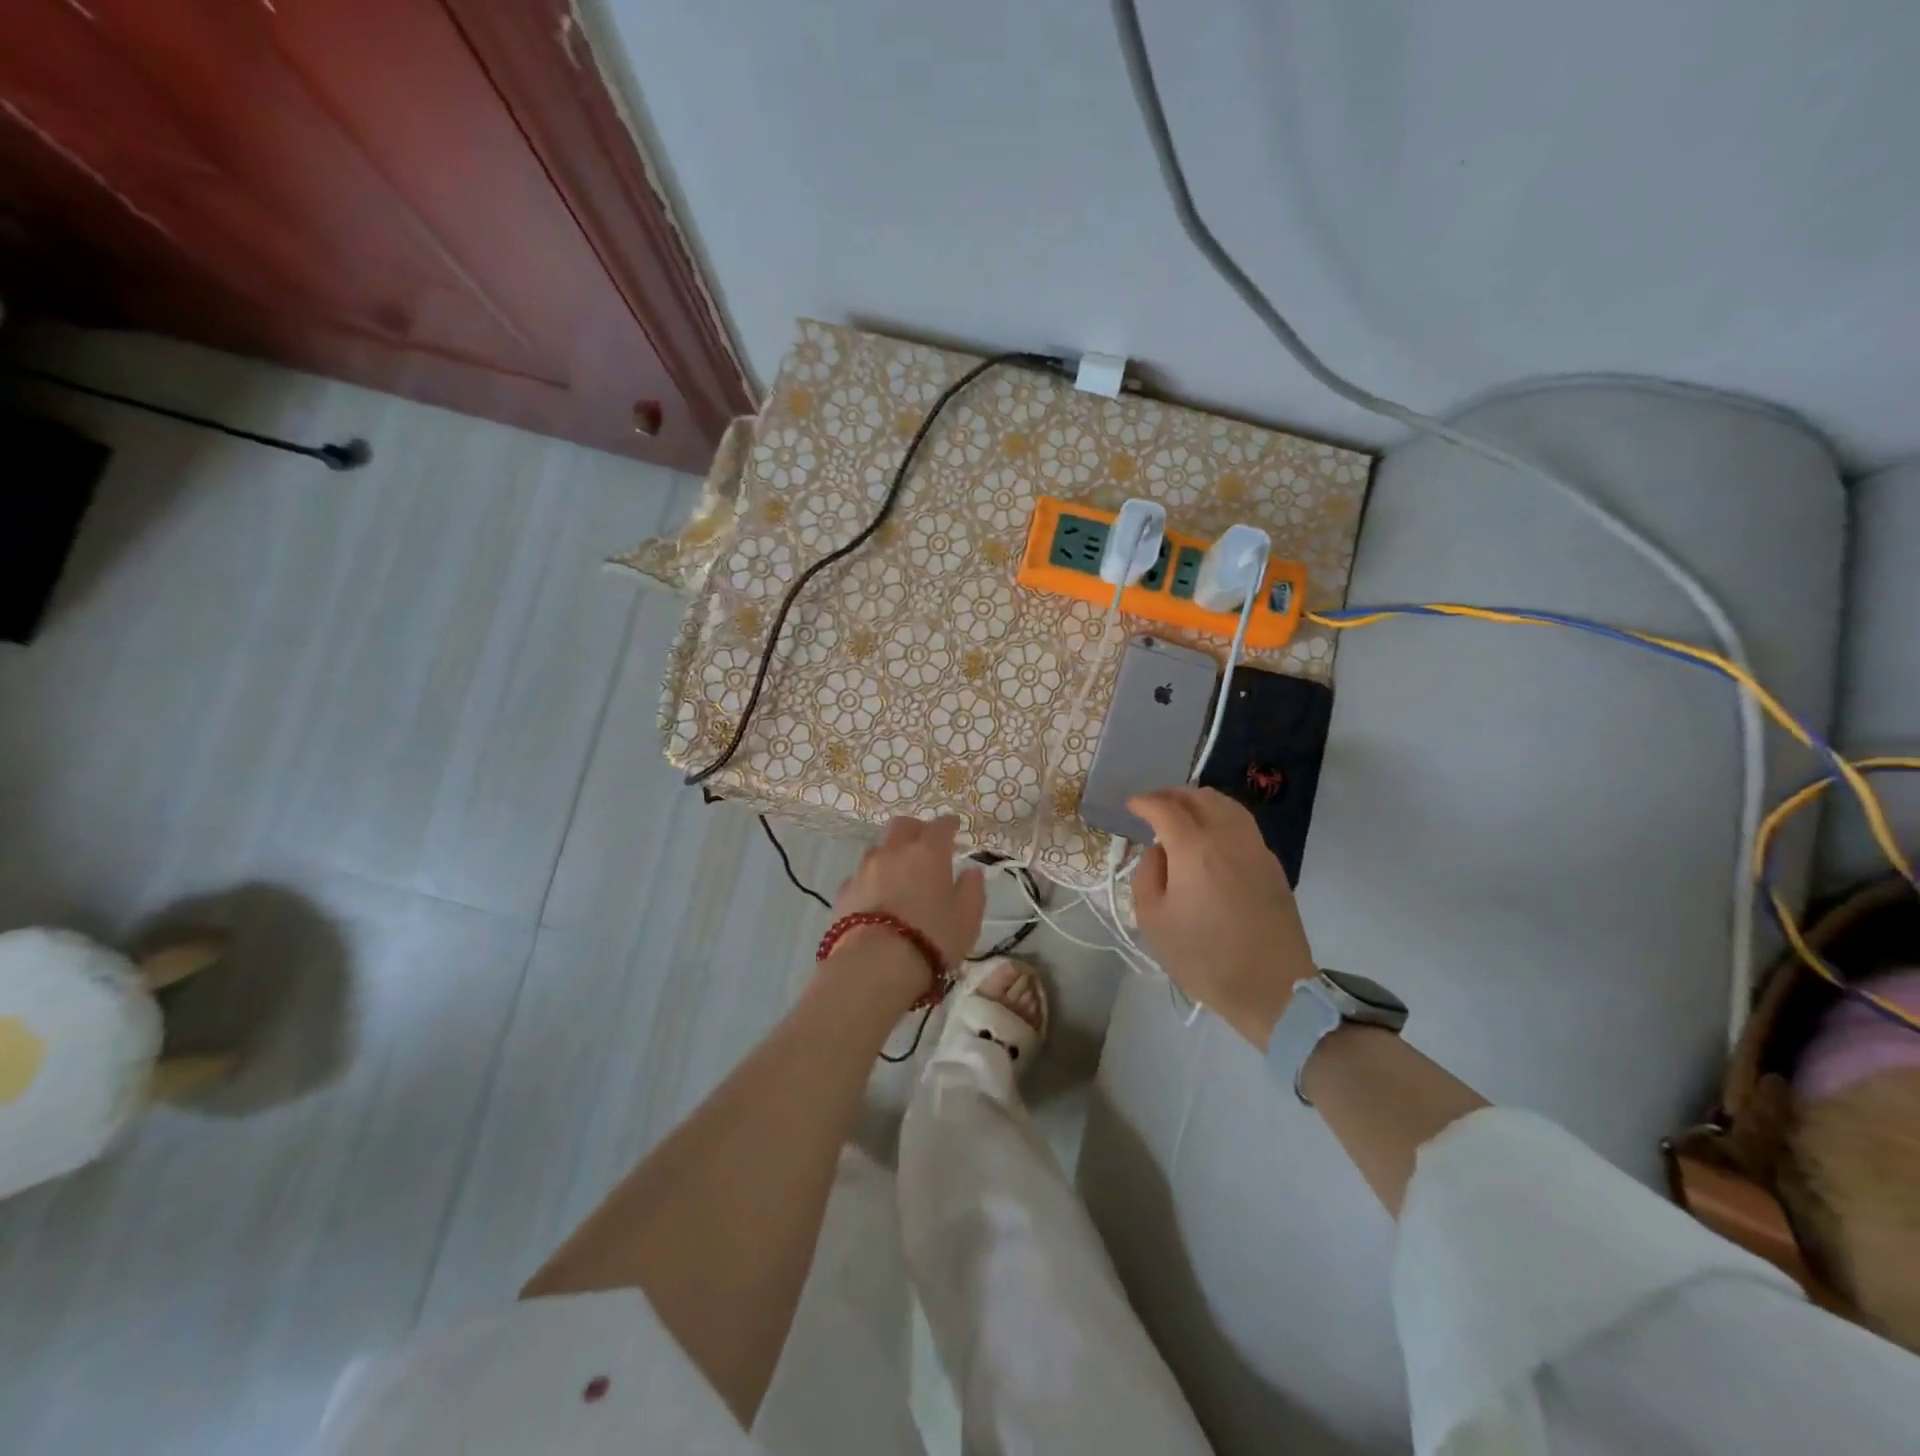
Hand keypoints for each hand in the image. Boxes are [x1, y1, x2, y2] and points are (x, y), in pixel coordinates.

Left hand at [832, 816, 985, 971]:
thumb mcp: (967, 918)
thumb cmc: (931, 937)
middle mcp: (894, 852)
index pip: (941, 826)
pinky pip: (860, 876)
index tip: (955, 827)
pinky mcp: (844, 891)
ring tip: (899, 873)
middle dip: (916, 829)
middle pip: (903, 825)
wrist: (875, 964)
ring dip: (891, 854)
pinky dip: (871, 880)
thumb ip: (972, 890)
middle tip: (925, 843)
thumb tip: (971, 872)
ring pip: (878, 848)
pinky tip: (876, 897)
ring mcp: (865, 869)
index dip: (949, 824)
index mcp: (928, 852)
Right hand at [1128, 787, 1316, 1047]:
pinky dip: (1222, 817)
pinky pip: (1243, 824)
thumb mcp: (1153, 920)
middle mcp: (1227, 837)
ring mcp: (1255, 848)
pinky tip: (1212, 834)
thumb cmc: (1204, 957)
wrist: (1272, 987)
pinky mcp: (1272, 864)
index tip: (1132, 806)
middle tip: (1154, 805)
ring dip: (1201, 800)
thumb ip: (1147, 875)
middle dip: (1172, 795)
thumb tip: (1159, 852)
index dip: (1145, 803)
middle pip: (1199, 797)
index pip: (1165, 808)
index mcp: (1194, 848)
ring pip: (1227, 805)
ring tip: (1184, 812)